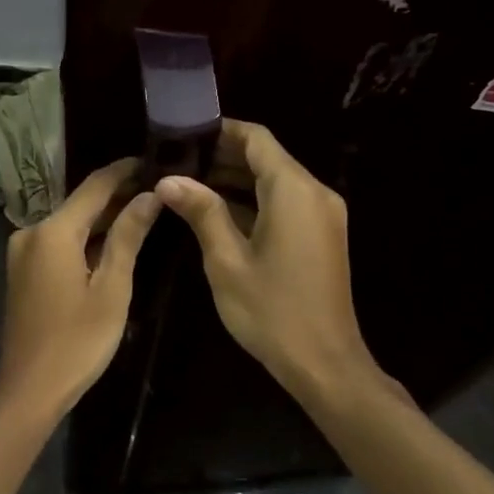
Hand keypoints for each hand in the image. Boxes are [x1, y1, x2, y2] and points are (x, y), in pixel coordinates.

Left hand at [0, 159, 159, 420]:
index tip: (153, 159)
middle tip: (157, 187)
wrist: (28, 388)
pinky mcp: (22, 270)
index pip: (94, 186)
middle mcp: (31, 232)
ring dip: (102, 218)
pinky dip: (84, 239)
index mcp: (52, 231)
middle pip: (80, 204)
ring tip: (143, 209)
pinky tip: (112, 242)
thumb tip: (150, 195)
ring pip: (69, 224)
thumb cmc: (77, 341)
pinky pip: (58, 243)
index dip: (124, 171)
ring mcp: (22, 252)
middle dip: (117, 195)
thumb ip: (128, 236)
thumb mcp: (112, 288)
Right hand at [155, 120, 380, 401]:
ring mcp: (322, 215)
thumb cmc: (272, 311)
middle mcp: (314, 193)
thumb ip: (201, 212)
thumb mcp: (227, 260)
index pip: (256, 138)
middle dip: (222, 155)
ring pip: (274, 180)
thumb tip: (168, 179)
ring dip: (235, 179)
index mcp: (293, 190)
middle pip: (266, 157)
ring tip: (187, 183)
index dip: (220, 130)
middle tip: (176, 160)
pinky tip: (216, 211)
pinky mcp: (321, 235)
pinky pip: (284, 203)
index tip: (183, 133)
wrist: (325, 364)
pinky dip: (253, 200)